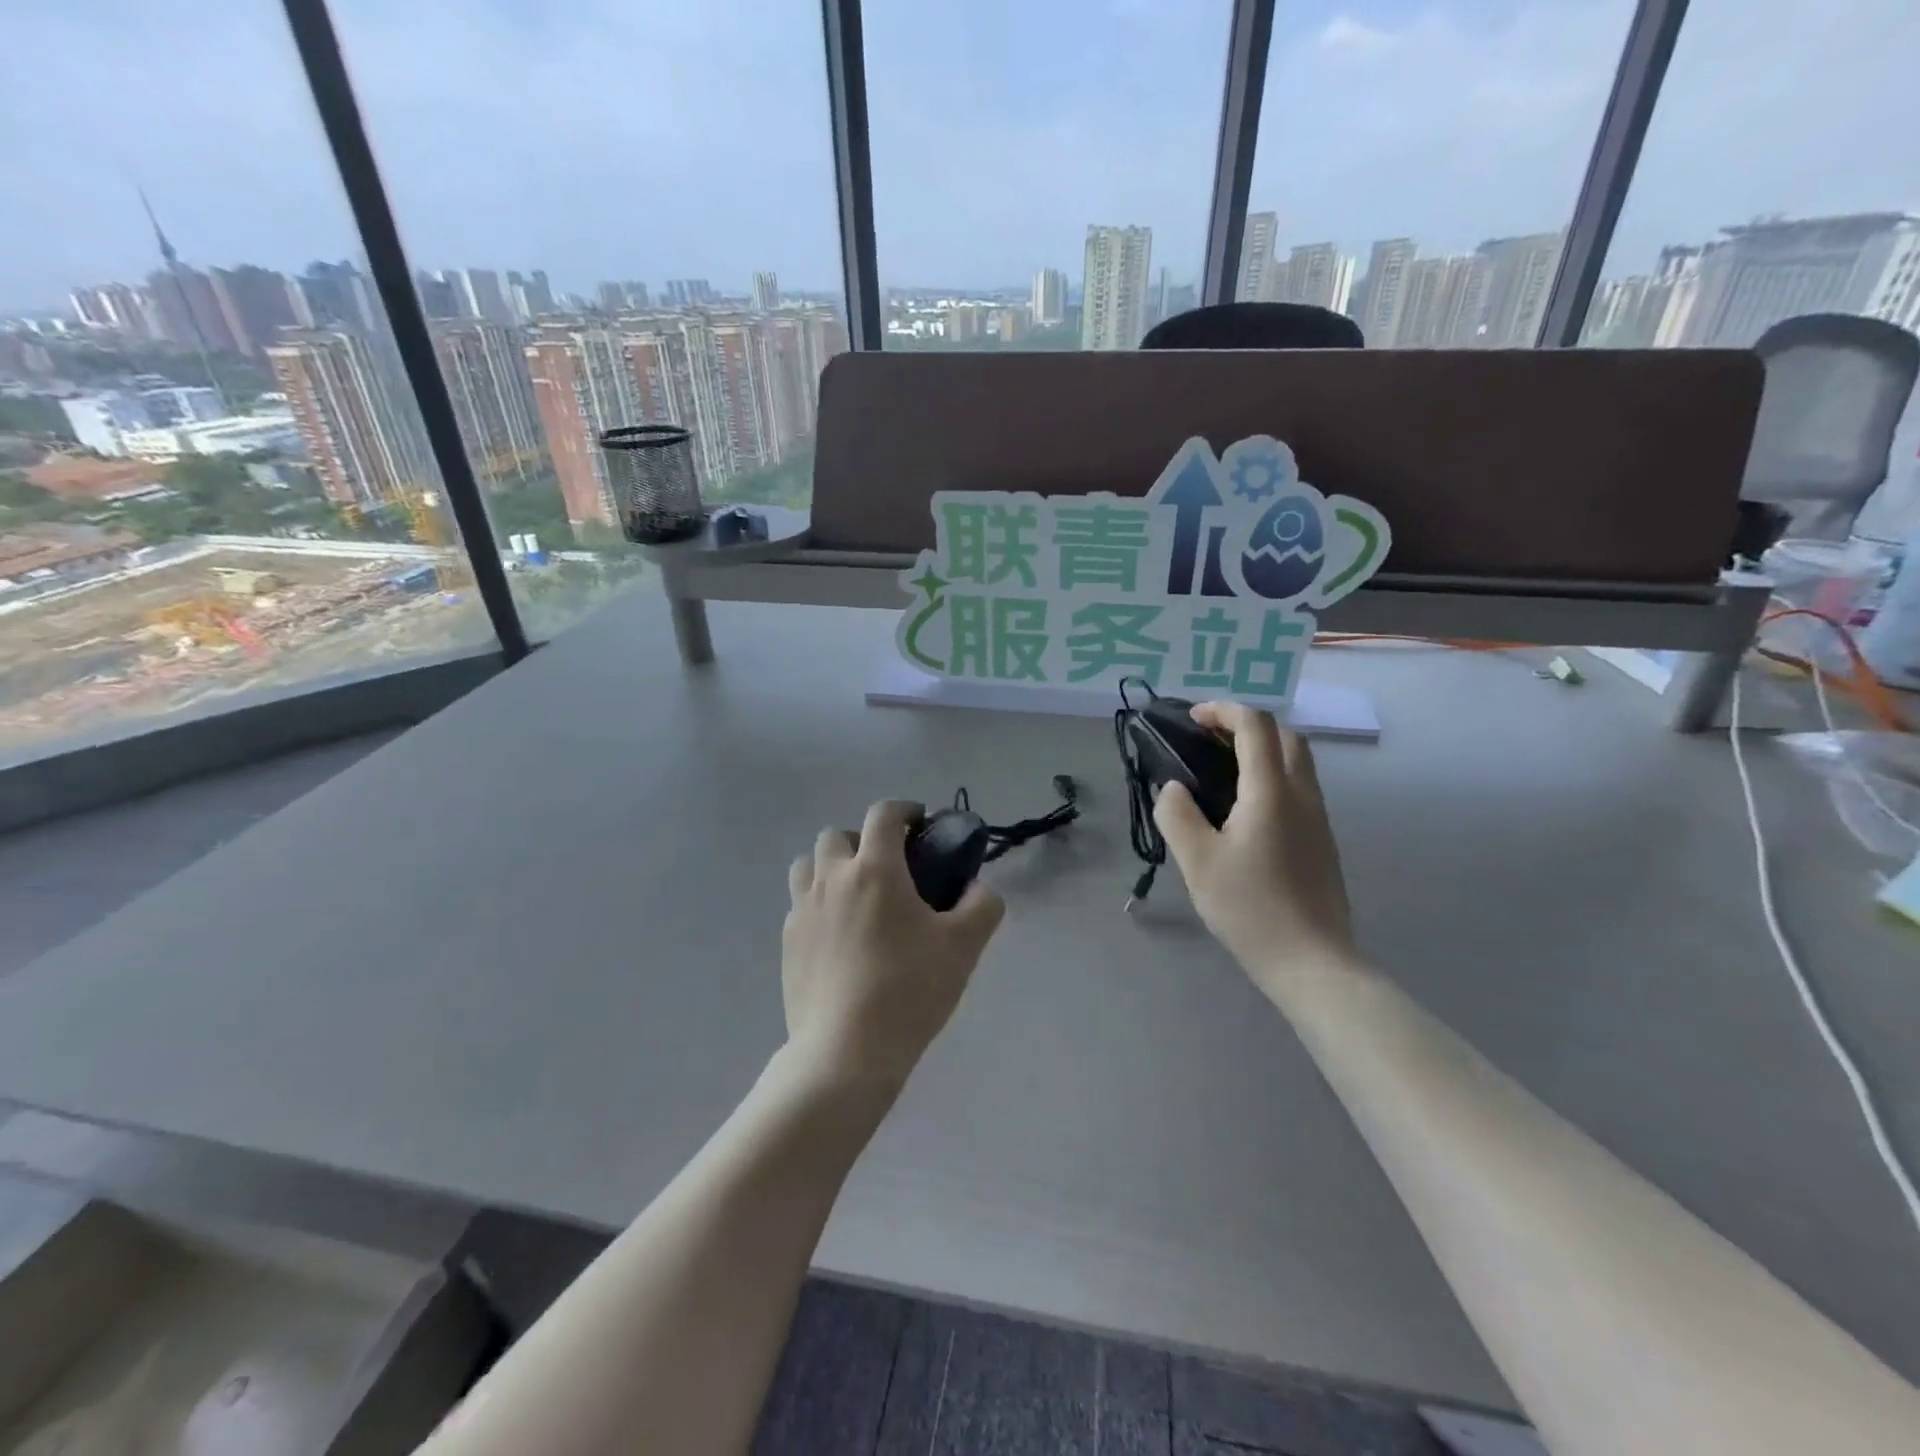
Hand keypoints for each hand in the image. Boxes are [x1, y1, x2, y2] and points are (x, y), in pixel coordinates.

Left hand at [783, 801, 1005, 1088]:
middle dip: (863, 840)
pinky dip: (819, 904)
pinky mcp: (787, 943)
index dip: (905, 811)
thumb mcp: (964, 946)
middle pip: (837, 835)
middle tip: (889, 869)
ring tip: (856, 898)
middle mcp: (832, 878)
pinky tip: (839, 937)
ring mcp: (802, 910)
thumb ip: (982, 905)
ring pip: (808, 866)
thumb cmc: (909, 989)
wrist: (846, 1051)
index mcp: (874, 869)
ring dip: (831, 868)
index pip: (884, 814)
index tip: (921, 826)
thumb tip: (978, 888)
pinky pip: (800, 905)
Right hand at [1153, 703, 1355, 984]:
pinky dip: (1272, 776)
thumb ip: (1178, 816)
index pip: (1256, 726)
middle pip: (1286, 736)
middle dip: (1247, 725)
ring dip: (1263, 750)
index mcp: (1272, 792)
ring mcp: (1318, 819)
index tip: (1192, 720)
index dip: (1223, 711)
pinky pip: (1300, 789)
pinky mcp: (1322, 841)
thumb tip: (1173, 788)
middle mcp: (1302, 795)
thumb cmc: (1250, 908)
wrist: (1311, 961)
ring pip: (1298, 762)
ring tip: (1222, 771)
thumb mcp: (1197, 862)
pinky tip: (1244, 810)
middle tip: (1210, 740)